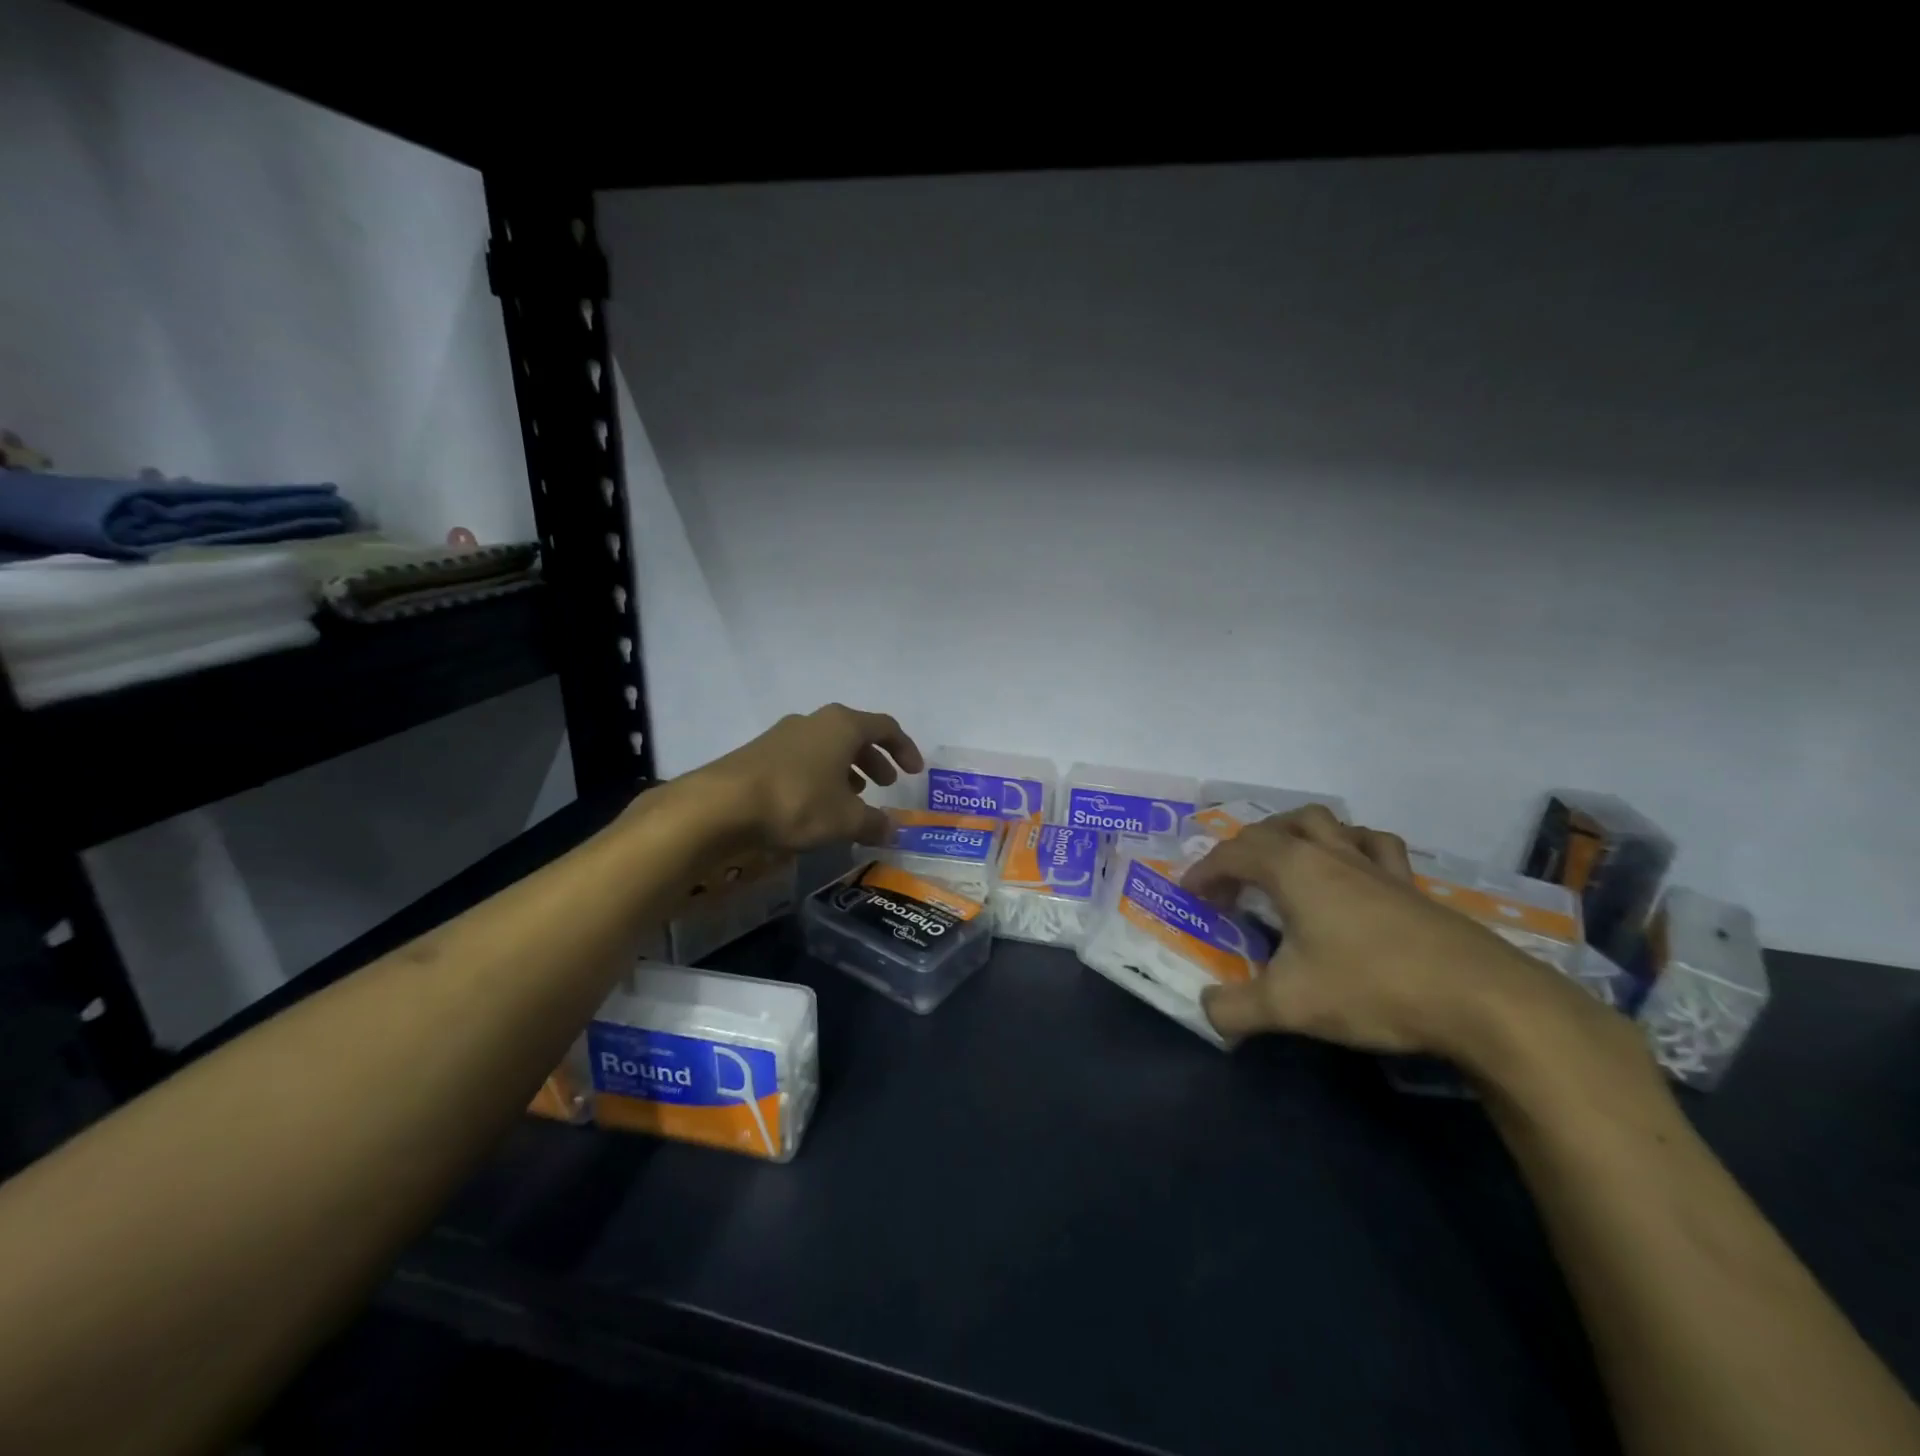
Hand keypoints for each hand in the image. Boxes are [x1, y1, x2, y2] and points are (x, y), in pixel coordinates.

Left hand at [679, 703, 923, 853]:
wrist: (722, 804)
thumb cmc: (797, 802)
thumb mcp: (845, 819)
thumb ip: (874, 823)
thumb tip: (893, 830)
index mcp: (843, 725)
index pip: (886, 727)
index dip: (904, 749)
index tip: (914, 772)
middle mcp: (815, 721)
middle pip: (855, 734)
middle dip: (874, 759)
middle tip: (885, 784)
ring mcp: (784, 734)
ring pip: (827, 746)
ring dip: (846, 768)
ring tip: (852, 797)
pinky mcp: (761, 752)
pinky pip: (804, 758)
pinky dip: (820, 775)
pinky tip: (816, 803)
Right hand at [1182, 805, 1611, 1064]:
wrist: (1481, 1000)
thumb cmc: (1372, 987)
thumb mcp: (1289, 1005)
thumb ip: (1235, 1008)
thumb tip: (1206, 1010)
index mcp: (1293, 868)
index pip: (1233, 854)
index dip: (1205, 871)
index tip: (1191, 894)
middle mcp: (1330, 853)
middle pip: (1276, 827)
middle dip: (1244, 848)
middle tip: (1234, 882)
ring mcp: (1375, 865)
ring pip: (1327, 823)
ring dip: (1296, 834)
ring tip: (1287, 863)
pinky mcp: (1411, 886)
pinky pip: (1374, 847)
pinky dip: (1352, 848)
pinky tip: (1353, 875)